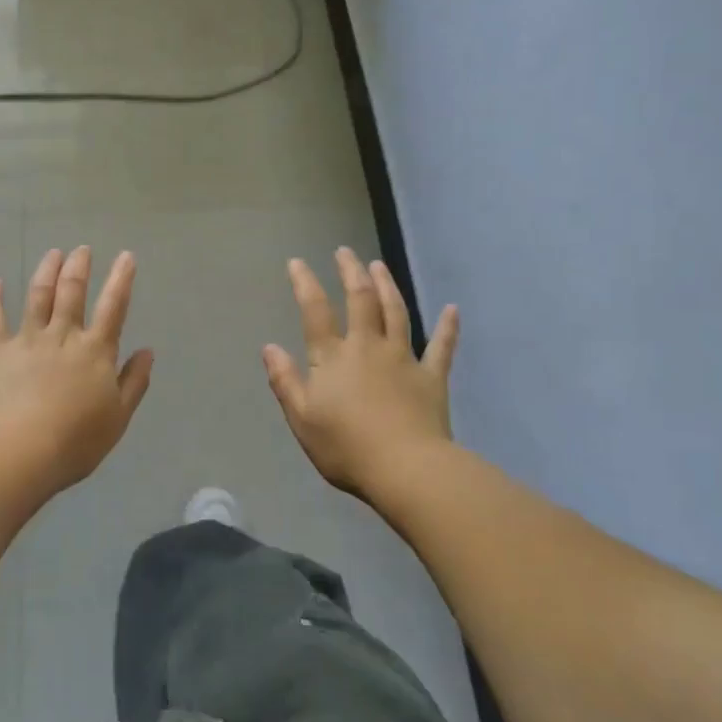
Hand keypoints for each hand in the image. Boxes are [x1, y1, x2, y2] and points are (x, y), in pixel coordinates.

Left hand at [0, 247, 154, 493]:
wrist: (23, 449)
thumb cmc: (77, 439)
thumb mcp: (119, 416)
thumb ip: (134, 381)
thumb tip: (148, 351)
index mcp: (96, 350)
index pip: (113, 307)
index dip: (121, 279)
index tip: (126, 256)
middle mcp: (63, 335)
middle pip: (72, 291)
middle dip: (79, 267)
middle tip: (82, 249)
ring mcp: (28, 339)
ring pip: (38, 295)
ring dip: (46, 271)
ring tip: (53, 253)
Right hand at [263, 248, 459, 497]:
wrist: (406, 469)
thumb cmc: (346, 448)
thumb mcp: (302, 418)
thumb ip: (285, 380)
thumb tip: (269, 347)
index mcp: (333, 358)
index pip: (315, 311)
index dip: (305, 283)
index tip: (297, 262)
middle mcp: (368, 347)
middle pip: (360, 300)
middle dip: (350, 272)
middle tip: (345, 251)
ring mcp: (403, 359)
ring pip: (396, 312)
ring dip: (387, 285)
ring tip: (379, 265)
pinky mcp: (432, 377)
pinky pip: (442, 347)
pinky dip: (447, 327)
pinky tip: (452, 309)